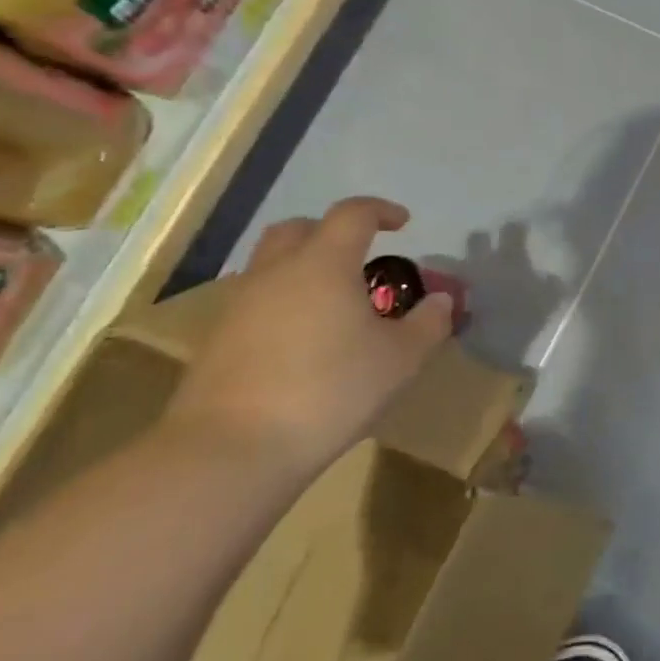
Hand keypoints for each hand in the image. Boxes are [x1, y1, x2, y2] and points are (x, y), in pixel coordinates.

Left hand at [173, 198, 454, 480]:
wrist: (233, 450)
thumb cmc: (330, 391)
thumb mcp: (401, 359)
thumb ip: (428, 323)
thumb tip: (442, 300)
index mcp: (324, 264)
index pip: (353, 214)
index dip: (381, 211)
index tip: (403, 223)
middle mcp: (276, 272)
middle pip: (299, 228)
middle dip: (332, 231)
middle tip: (359, 255)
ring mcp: (239, 305)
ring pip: (271, 264)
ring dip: (303, 267)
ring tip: (332, 301)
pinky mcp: (217, 340)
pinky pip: (256, 301)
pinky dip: (283, 302)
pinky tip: (301, 339)